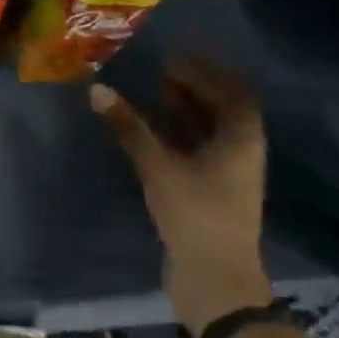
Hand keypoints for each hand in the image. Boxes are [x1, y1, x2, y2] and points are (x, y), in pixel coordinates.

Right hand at [90, 60, 272, 337]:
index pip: (232, 93)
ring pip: (210, 131)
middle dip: (194, 89)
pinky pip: (198, 149)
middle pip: (223, 110)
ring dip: (186, 111)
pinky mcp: (212, 192)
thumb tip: (97, 89)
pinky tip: (152, 132)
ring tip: (153, 95)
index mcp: (241, 140)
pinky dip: (178, 134)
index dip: (205, 74)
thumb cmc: (195, 214)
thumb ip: (129, 127)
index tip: (172, 60)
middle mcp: (241, 152)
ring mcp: (228, 174)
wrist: (214, 278)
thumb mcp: (158, 165)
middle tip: (159, 73)